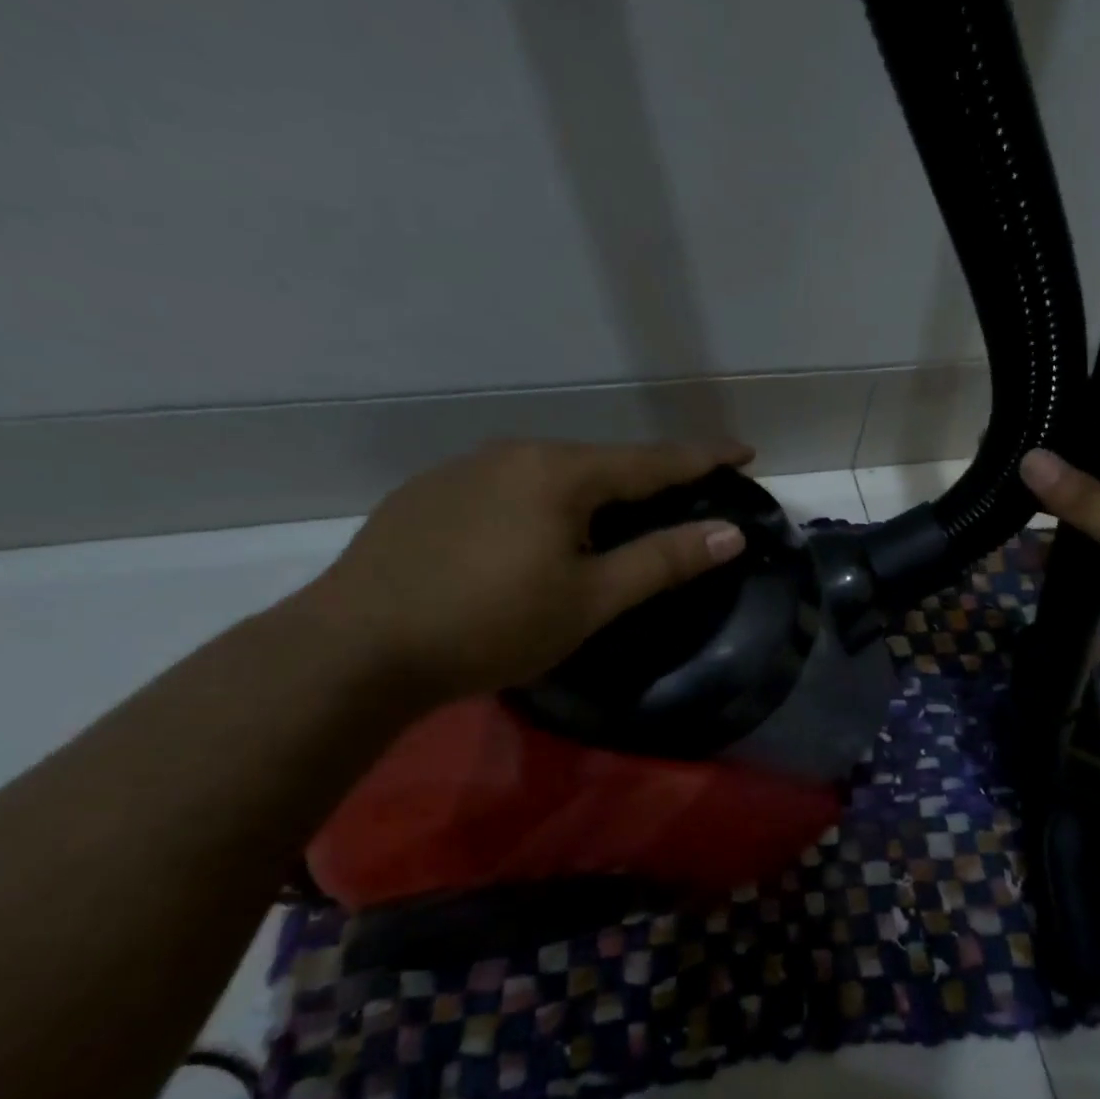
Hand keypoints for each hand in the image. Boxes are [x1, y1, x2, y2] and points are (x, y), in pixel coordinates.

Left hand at [300, 439, 752, 702]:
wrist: (355, 647)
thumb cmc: (490, 625)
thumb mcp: (589, 599)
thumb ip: (662, 561)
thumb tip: (730, 534)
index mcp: (560, 472)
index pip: (652, 460)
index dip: (703, 457)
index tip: (743, 451)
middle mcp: (513, 453)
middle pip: (600, 463)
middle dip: (645, 480)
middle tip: (678, 500)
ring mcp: (463, 469)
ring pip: (550, 475)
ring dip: (590, 495)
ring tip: (606, 527)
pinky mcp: (427, 494)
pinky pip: (507, 489)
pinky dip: (540, 506)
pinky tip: (529, 542)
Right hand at [1020, 429, 1099, 696]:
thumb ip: (1084, 499)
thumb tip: (1030, 458)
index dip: (1087, 416)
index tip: (1035, 409)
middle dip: (1058, 465)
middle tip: (1003, 450)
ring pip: (1089, 511)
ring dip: (1053, 508)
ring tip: (999, 490)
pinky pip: (1085, 549)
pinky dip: (1058, 548)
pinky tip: (1018, 540)